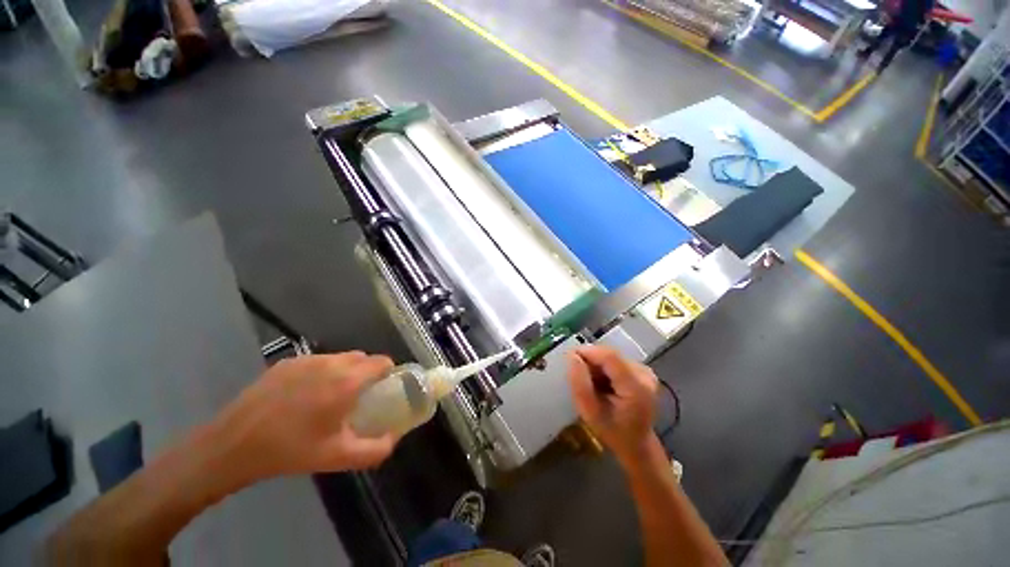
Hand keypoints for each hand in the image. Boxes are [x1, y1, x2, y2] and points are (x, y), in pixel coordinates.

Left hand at [208, 352, 398, 485]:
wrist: (234, 445)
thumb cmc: (291, 450)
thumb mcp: (338, 457)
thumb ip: (376, 449)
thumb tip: (395, 437)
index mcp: (348, 381)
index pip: (382, 362)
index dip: (388, 373)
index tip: (382, 390)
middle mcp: (332, 363)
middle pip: (363, 357)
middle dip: (367, 372)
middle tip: (357, 396)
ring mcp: (307, 360)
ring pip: (340, 357)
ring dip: (345, 371)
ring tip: (330, 396)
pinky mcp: (287, 362)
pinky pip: (317, 361)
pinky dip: (322, 371)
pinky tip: (304, 395)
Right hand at [567, 346, 659, 467]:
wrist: (637, 445)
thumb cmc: (613, 432)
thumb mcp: (590, 412)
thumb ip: (580, 383)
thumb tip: (572, 356)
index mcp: (636, 387)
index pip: (609, 356)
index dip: (588, 352)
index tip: (569, 358)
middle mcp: (644, 374)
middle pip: (610, 354)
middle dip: (591, 360)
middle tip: (579, 377)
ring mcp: (645, 371)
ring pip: (611, 355)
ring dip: (597, 365)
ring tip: (592, 384)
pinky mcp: (642, 370)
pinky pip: (616, 360)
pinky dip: (604, 368)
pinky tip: (602, 383)